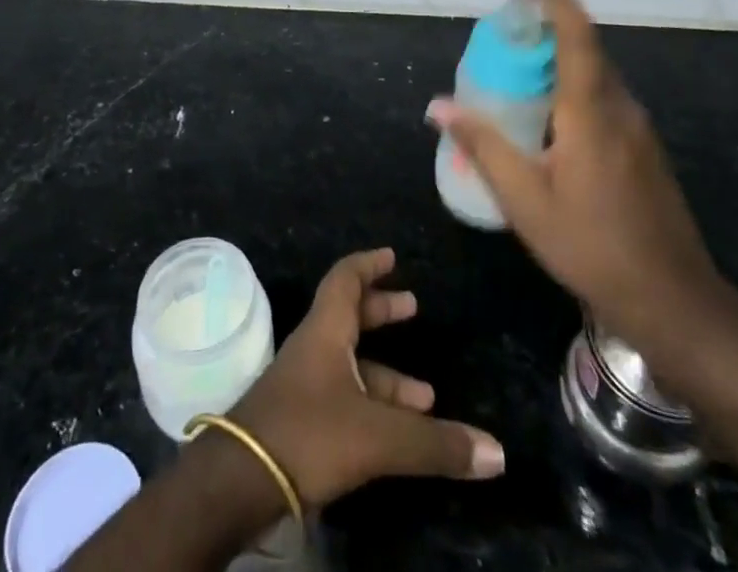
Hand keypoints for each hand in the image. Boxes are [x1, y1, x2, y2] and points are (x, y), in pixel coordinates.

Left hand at [228, 248, 504, 509]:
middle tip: (413, 309)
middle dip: (382, 312)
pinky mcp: (299, 422)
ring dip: (386, 374)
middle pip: (349, 316)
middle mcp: (314, 349)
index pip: (345, 279)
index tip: (391, 255)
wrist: (241, 482)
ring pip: (350, 365)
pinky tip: (395, 433)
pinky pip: (343, 398)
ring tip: (426, 396)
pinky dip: (372, 406)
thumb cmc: (308, 434)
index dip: (369, 265)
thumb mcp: (377, 436)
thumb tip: (497, 452)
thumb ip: (435, 444)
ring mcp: (304, 386)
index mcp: (326, 331)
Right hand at [427, 0, 730, 356]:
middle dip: (546, 25)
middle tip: (502, 31)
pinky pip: (603, 98)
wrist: (675, 302)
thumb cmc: (593, 247)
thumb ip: (483, 146)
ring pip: (595, 74)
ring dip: (558, 59)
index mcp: (592, 110)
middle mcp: (620, 106)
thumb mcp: (525, 201)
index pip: (575, 32)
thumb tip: (439, 106)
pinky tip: (547, 121)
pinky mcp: (643, 149)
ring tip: (515, 73)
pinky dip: (572, 87)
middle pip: (585, 47)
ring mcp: (638, 128)